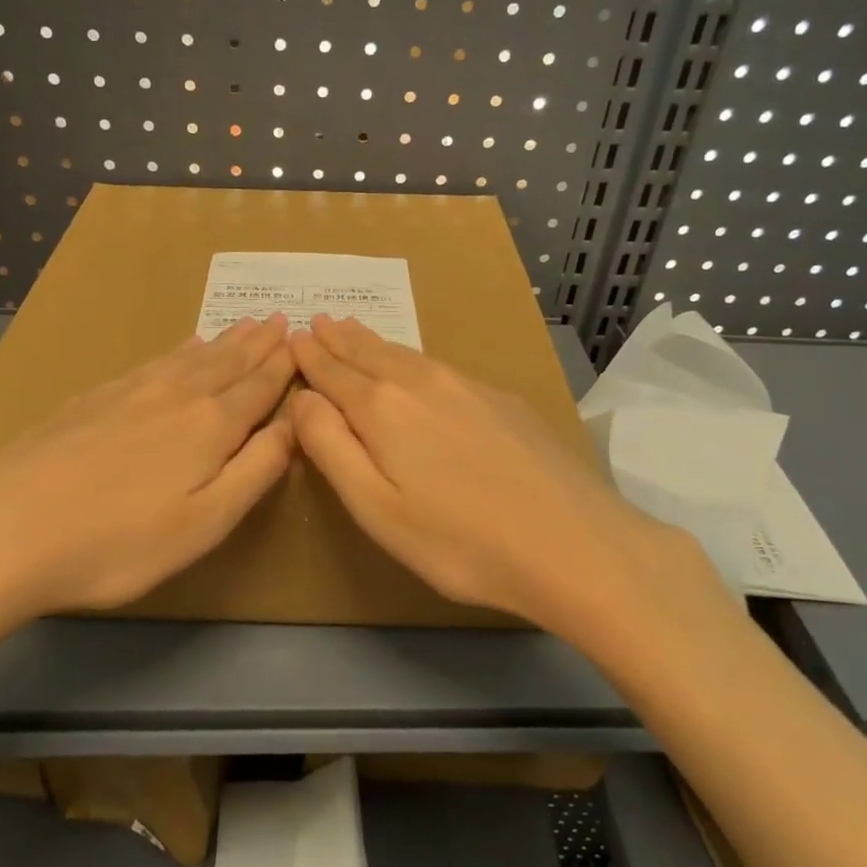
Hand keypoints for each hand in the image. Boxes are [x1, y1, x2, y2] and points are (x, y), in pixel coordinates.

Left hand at [0, 316, 296, 666]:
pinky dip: (179, 350)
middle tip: (280, 320)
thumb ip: (256, 470)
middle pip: (227, 363)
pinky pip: (154, 361)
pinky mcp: (92, 398)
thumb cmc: (116, 543)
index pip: (258, 387)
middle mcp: (175, 395)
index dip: (283, 366)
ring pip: (190, 358)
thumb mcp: (204, 523)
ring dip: (224, 341)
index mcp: (209, 426)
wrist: (1, 531)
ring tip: (244, 325)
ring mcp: (129, 392)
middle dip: (258, 344)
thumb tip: (294, 424)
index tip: (302, 341)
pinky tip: (181, 347)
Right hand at [288, 316, 694, 635]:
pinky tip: (416, 364)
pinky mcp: (503, 399)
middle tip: (318, 321)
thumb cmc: (460, 542)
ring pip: (407, 355)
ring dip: (374, 342)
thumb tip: (303, 398)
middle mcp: (423, 383)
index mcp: (383, 409)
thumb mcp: (376, 509)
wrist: (573, 544)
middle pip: (370, 354)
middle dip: (339, 339)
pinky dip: (413, 358)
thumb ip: (332, 448)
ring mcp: (469, 386)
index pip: (334, 373)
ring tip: (354, 330)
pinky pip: (441, 366)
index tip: (293, 337)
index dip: (310, 357)